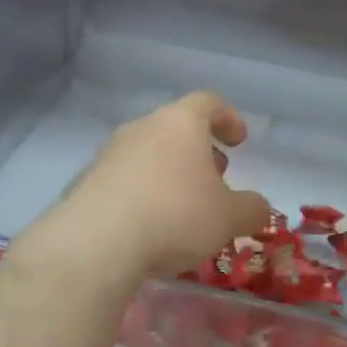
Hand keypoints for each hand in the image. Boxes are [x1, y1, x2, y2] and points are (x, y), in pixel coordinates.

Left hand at [41, 90, 271, 287]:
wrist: (94, 244)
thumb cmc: (174, 215)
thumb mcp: (228, 217)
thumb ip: (252, 208)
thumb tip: (260, 208)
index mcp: (181, 122)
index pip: (209, 102)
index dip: (228, 118)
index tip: (239, 141)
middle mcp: (144, 127)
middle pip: (177, 127)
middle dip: (200, 151)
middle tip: (215, 179)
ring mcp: (111, 152)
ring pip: (150, 152)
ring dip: (170, 172)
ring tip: (183, 207)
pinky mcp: (87, 181)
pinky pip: (125, 178)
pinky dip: (143, 192)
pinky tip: (149, 225)